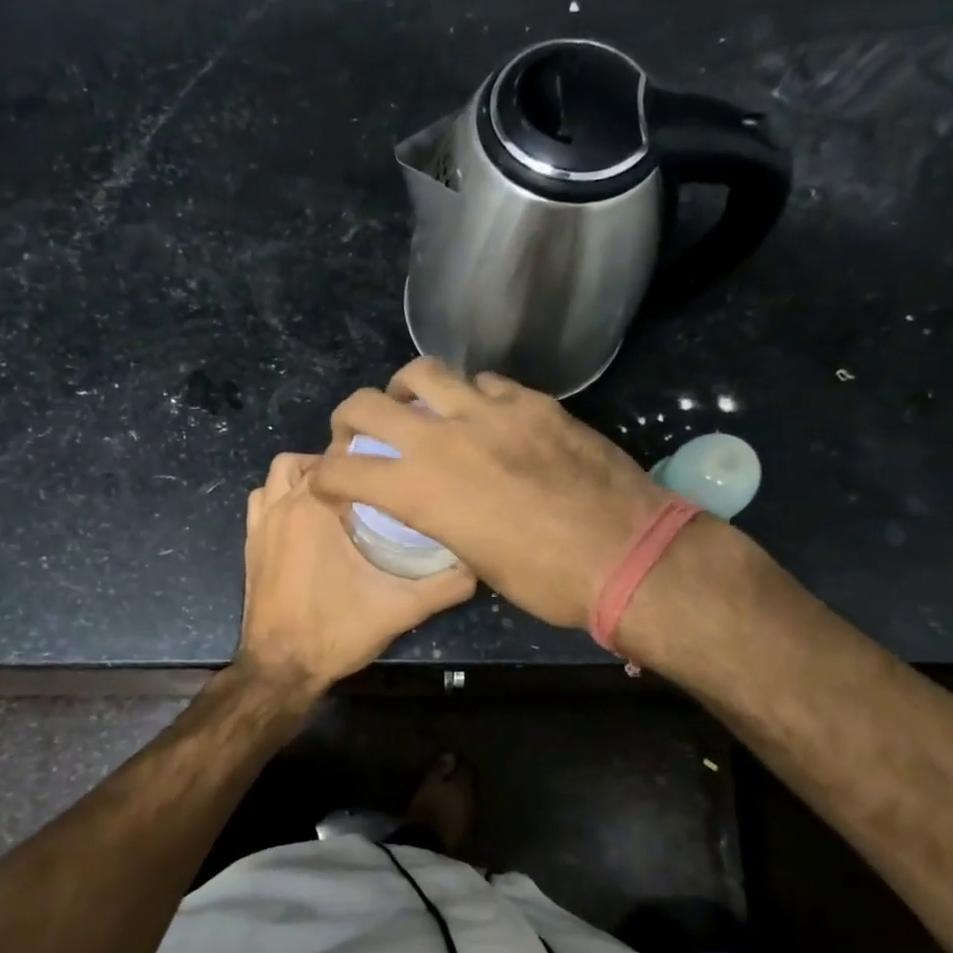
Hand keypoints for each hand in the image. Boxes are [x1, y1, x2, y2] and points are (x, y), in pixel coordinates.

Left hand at [240, 451, 475, 688]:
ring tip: (337, 498)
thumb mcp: (400, 608)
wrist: (280, 670)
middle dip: (337, 466)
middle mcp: (282, 506)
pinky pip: (261, 501)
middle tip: (368, 486)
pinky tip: (305, 522)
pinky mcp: (249, 545)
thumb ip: (445, 585)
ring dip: (303, 477)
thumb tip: (479, 566)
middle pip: (307, 461)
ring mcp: (260, 525)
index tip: (391, 472)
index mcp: (314, 508)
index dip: (366, 459)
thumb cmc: (336, 631)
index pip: (339, 458)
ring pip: (278, 476)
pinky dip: (279, 498)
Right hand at [311, 359, 668, 629]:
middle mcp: (442, 440)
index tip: (327, 481)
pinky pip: (486, 383)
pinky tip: (485, 413)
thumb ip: (442, 519)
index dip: (326, 476)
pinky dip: (472, 395)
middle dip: (349, 419)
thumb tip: (437, 503)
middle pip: (368, 405)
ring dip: (407, 389)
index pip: (345, 472)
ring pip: (425, 372)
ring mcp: (489, 412)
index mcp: (420, 491)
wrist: (626, 552)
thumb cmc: (547, 580)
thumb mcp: (475, 560)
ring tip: (416, 404)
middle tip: (358, 432)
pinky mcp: (532, 401)